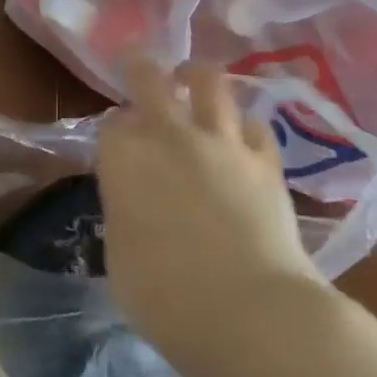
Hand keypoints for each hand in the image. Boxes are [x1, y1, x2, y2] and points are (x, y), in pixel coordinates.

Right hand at [97, 57, 334, 376]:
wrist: (249, 312)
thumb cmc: (164, 296)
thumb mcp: (120, 256)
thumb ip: (125, 213)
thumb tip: (137, 203)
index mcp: (123, 157)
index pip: (111, 125)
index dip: (114, 132)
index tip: (117, 145)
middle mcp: (169, 135)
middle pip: (150, 79)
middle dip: (141, 68)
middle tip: (139, 64)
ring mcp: (221, 143)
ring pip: (209, 83)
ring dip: (196, 76)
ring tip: (193, 77)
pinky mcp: (265, 161)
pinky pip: (254, 125)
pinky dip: (243, 126)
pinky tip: (240, 135)